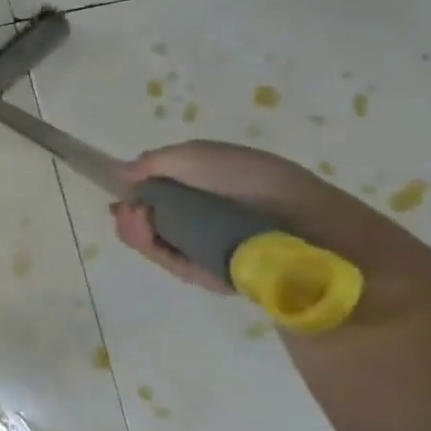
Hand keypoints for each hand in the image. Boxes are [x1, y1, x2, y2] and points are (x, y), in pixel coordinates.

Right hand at [111, 140, 421, 297]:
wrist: (309, 234)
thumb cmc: (257, 184)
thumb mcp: (201, 156)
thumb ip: (157, 161)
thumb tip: (122, 174)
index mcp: (208, 184)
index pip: (160, 187)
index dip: (136, 189)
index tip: (120, 190)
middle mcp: (204, 215)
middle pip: (149, 215)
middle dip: (131, 212)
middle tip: (127, 211)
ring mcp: (203, 246)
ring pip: (152, 239)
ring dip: (135, 229)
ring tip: (138, 222)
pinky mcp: (205, 274)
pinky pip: (167, 261)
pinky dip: (152, 248)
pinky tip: (147, 235)